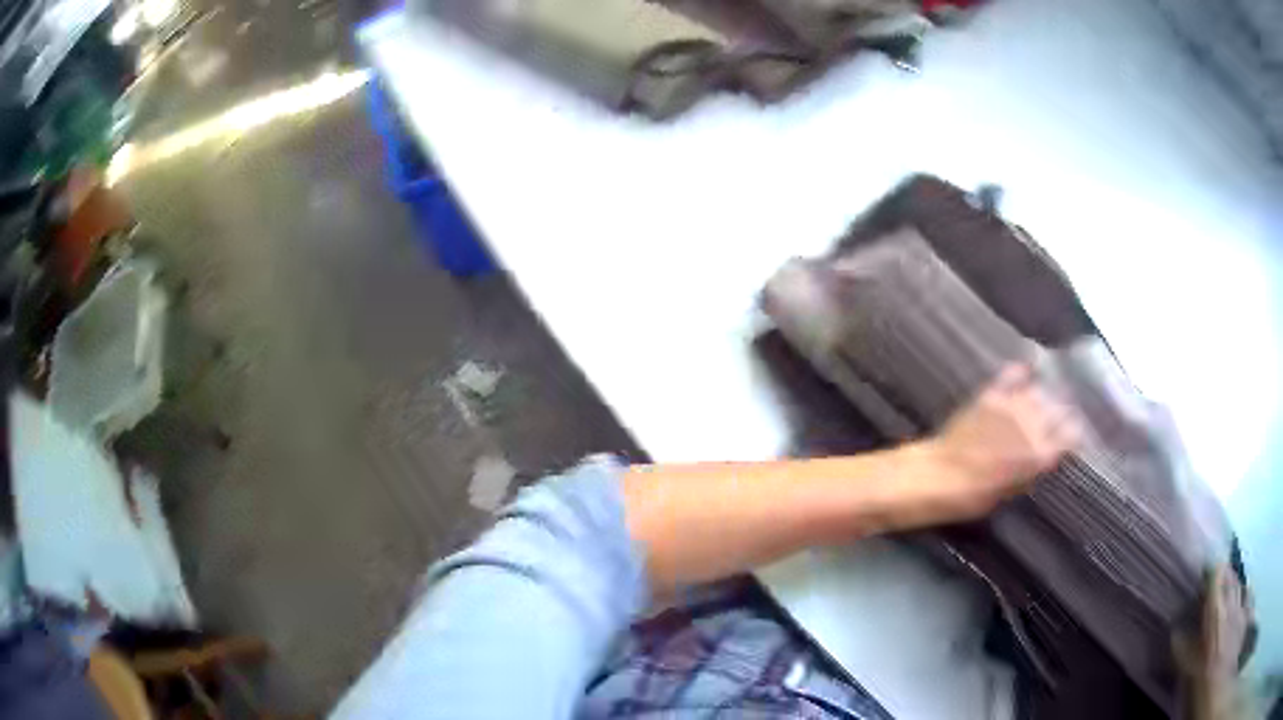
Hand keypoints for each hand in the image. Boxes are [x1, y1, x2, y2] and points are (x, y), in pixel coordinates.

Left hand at [889, 364, 1081, 528]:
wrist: (937, 476)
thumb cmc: (973, 497)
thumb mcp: (1009, 493)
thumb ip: (1031, 470)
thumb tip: (1045, 457)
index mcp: (1039, 455)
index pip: (1071, 435)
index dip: (1074, 435)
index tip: (1074, 436)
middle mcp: (1032, 426)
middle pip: (1059, 410)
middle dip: (1061, 414)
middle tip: (1060, 419)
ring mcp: (1012, 407)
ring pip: (1039, 392)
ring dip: (1043, 397)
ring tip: (1044, 401)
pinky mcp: (992, 394)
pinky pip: (1013, 375)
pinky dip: (1021, 373)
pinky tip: (1025, 372)